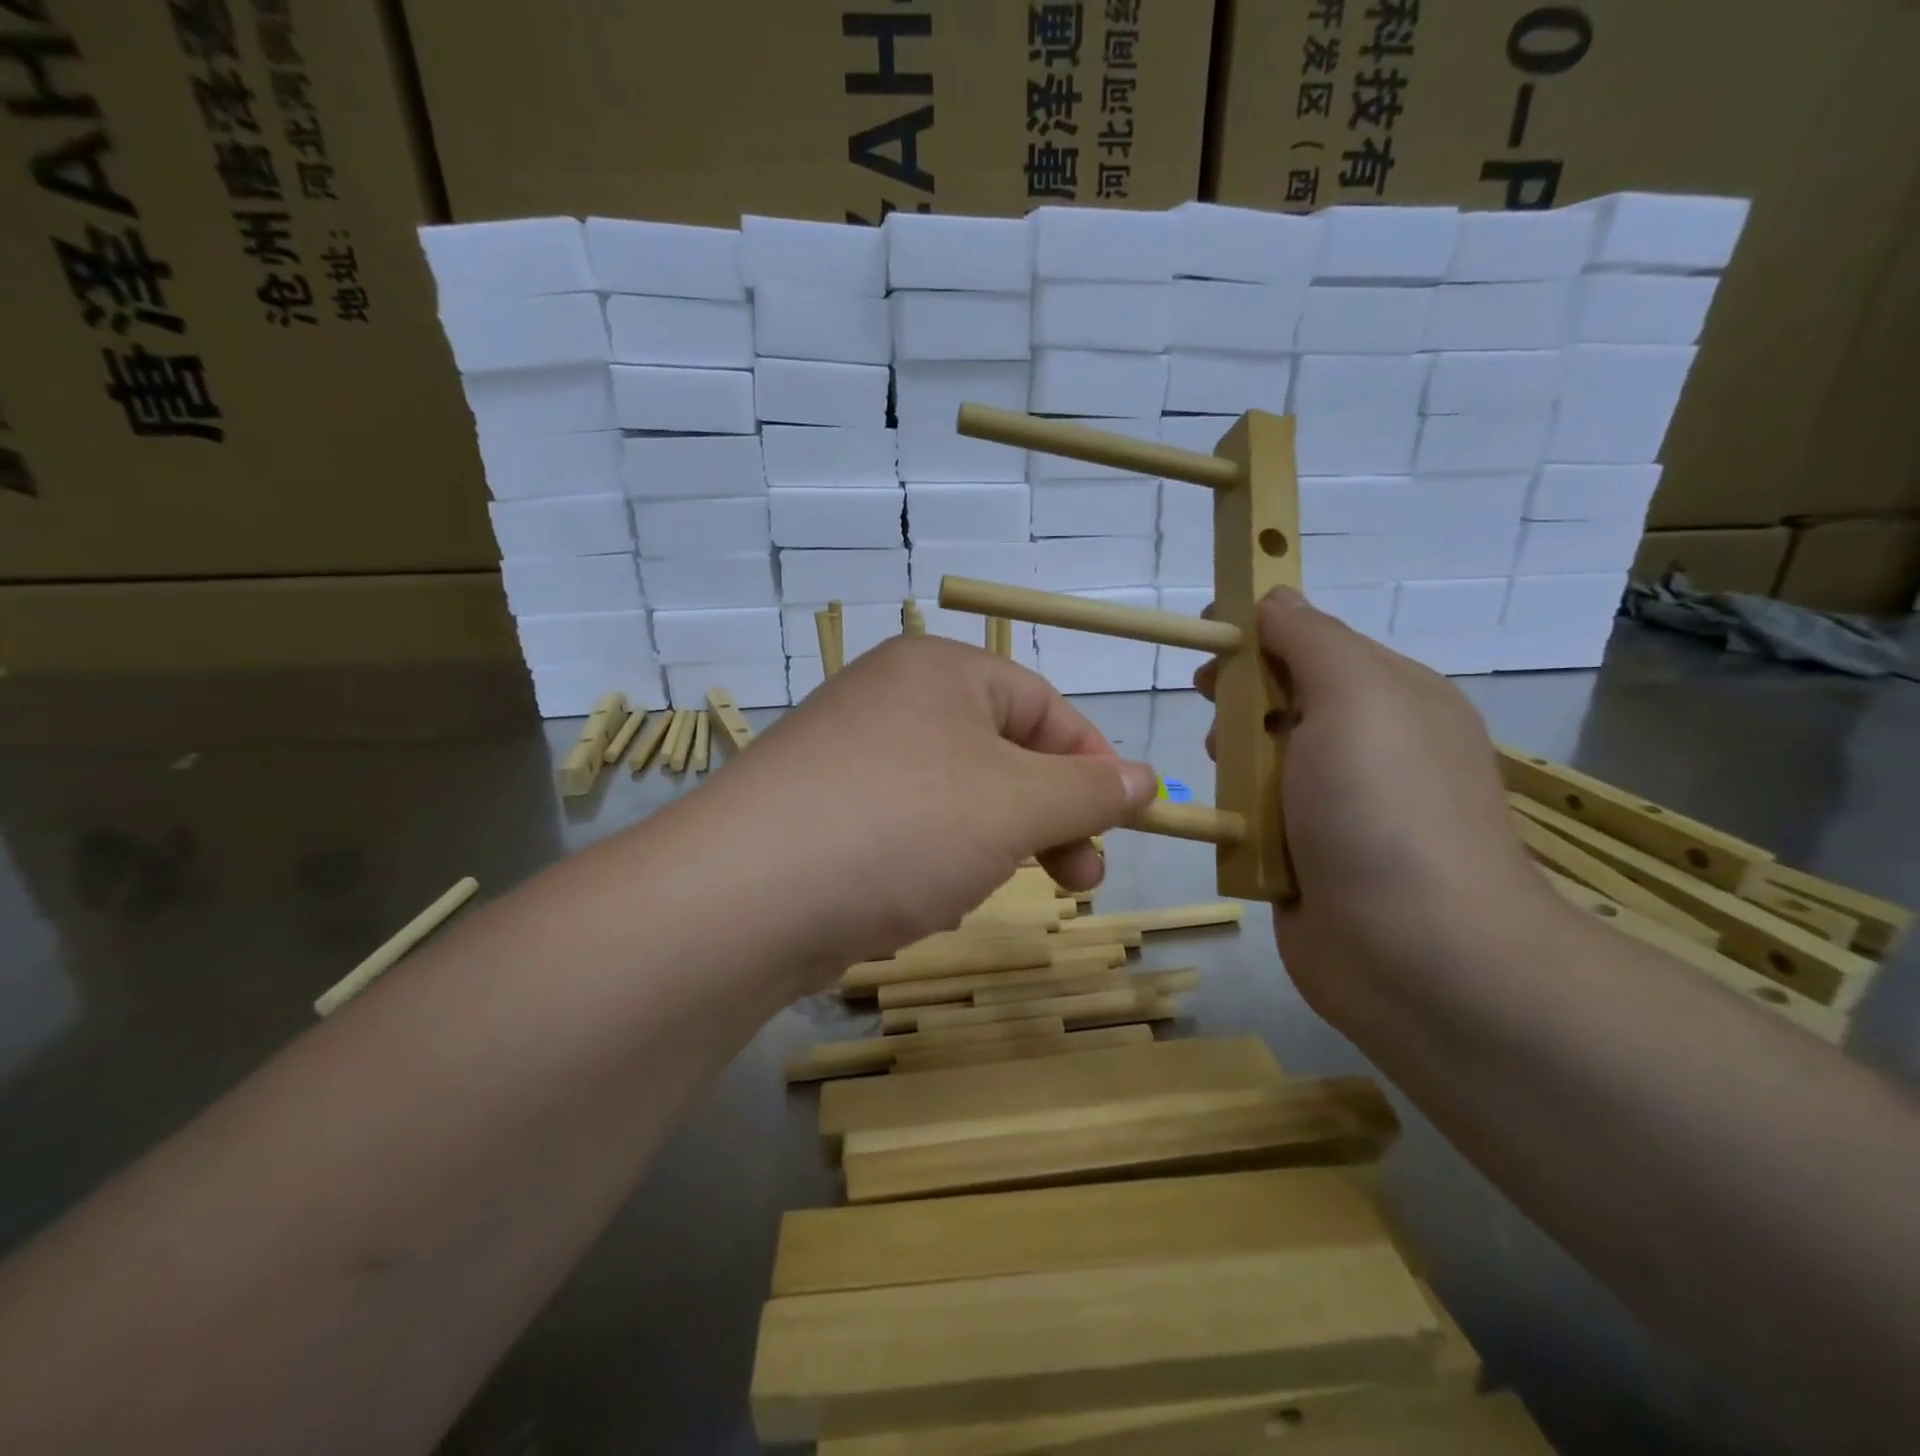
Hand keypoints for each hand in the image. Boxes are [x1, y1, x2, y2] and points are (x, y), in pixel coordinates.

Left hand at [673, 636, 1156, 986]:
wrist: (742, 899)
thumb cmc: (900, 827)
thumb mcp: (1014, 805)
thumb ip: (1089, 790)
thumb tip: (1147, 780)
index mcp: (940, 671)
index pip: (1045, 706)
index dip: (1093, 765)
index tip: (1123, 825)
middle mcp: (892, 700)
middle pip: (1001, 753)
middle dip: (1046, 818)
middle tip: (1079, 879)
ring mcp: (851, 756)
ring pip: (955, 799)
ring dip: (989, 847)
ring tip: (975, 892)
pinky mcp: (822, 813)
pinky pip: (905, 830)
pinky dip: (931, 865)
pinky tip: (918, 904)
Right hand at [1196, 590, 1554, 1023]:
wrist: (1419, 957)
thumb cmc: (1386, 809)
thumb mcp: (1357, 696)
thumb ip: (1311, 640)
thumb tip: (1273, 598)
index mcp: (1393, 698)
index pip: (1315, 643)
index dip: (1260, 635)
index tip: (1211, 642)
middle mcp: (1369, 749)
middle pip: (1284, 702)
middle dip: (1242, 701)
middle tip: (1213, 712)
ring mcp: (1338, 810)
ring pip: (1265, 763)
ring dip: (1236, 761)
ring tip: (1226, 777)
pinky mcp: (1307, 861)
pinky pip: (1258, 819)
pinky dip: (1238, 816)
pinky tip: (1227, 824)